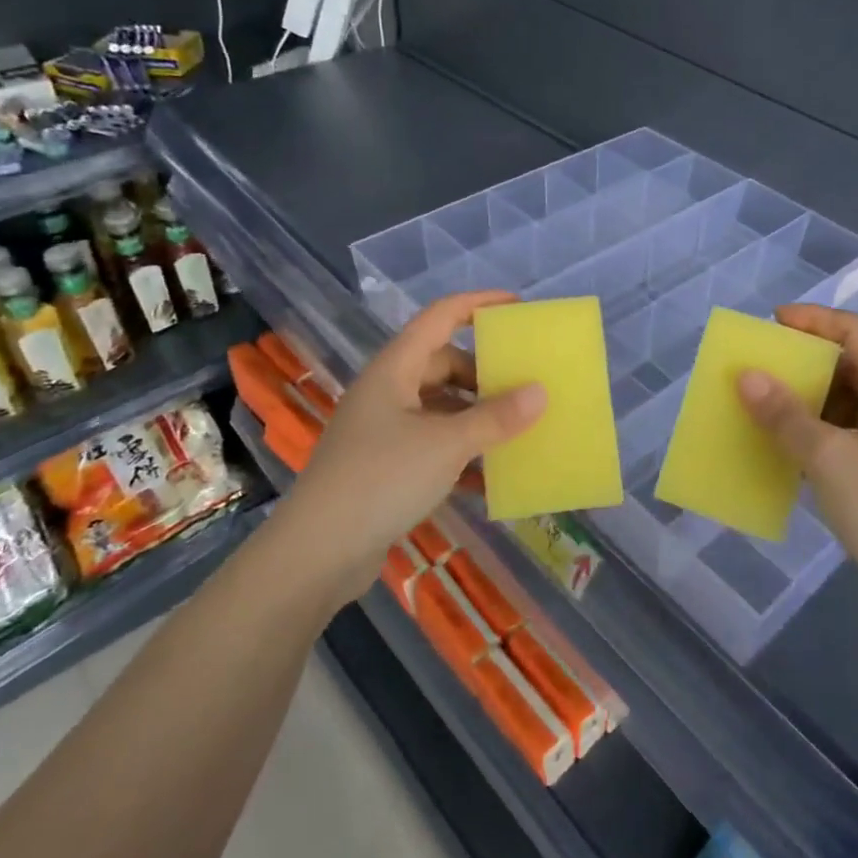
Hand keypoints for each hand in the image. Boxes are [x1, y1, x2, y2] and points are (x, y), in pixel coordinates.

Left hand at [269, 292, 545, 608]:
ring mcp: (384, 430)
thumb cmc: (381, 479)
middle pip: (443, 364)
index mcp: (395, 369)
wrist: (316, 553)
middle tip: (524, 385)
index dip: (478, 304)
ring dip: (476, 417)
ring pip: (440, 408)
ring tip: (517, 430)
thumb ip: (495, 418)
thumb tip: (540, 391)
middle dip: (484, 373)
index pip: (440, 317)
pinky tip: (490, 478)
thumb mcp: (446, 444)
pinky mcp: (385, 467)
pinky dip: (461, 455)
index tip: (517, 306)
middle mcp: (388, 391)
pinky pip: (433, 446)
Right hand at [736, 306, 857, 631]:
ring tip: (763, 406)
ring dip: (808, 404)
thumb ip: (785, 415)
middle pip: (854, 369)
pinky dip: (817, 437)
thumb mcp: (830, 458)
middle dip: (806, 365)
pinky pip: (848, 441)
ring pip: (849, 408)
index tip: (771, 322)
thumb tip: (746, 376)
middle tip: (761, 366)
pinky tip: (785, 449)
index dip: (815, 321)